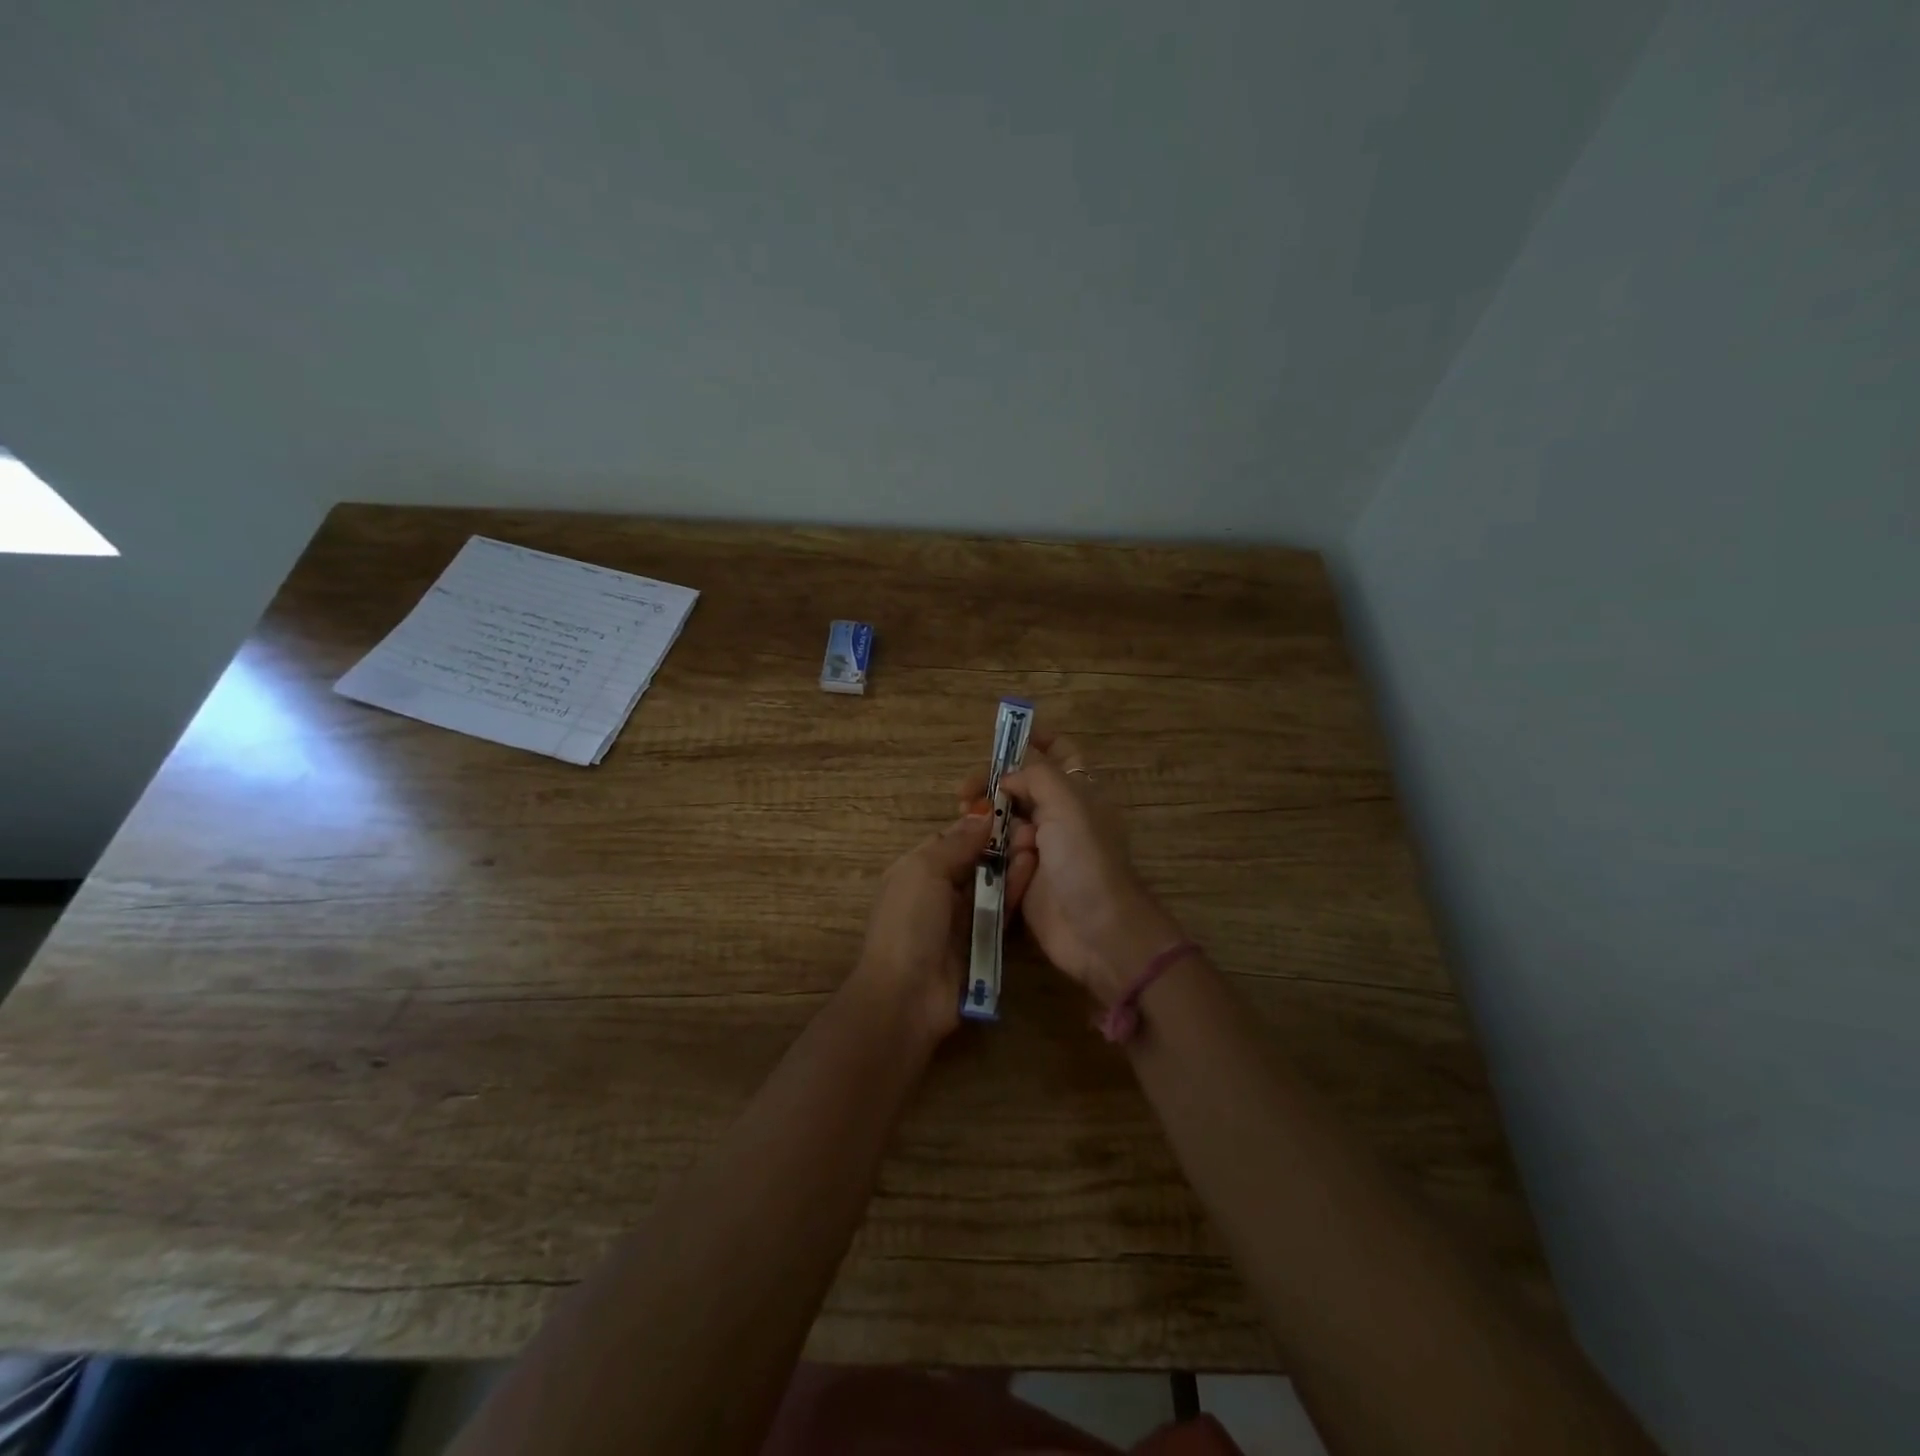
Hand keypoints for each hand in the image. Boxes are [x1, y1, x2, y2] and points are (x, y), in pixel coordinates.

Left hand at [854, 813, 1030, 1042]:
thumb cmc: (909, 923)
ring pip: (991, 885)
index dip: (978, 824)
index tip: (1011, 807)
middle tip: (1033, 825)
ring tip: (1039, 843)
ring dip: (1012, 865)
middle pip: (975, 861)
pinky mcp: (983, 943)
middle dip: (1000, 844)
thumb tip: (983, 812)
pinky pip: (1002, 911)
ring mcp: (962, 919)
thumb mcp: (924, 871)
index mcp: (917, 869)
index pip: (952, 838)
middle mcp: (939, 891)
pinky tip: (1035, 872)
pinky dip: (1016, 892)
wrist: (908, 997)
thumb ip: (956, 843)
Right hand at [961, 733, 1183, 1007]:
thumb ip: (1036, 775)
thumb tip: (1008, 777)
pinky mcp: (1022, 876)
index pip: (1059, 752)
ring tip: (966, 818)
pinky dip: (984, 846)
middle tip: (965, 792)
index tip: (999, 737)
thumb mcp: (1067, 804)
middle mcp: (1060, 814)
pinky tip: (972, 846)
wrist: (1097, 931)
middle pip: (1022, 784)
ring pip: (1005, 818)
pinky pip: (997, 852)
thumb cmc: (1086, 860)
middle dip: (994, 781)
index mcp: (1079, 791)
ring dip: (986, 815)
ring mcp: (1041, 846)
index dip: (1035, 738)